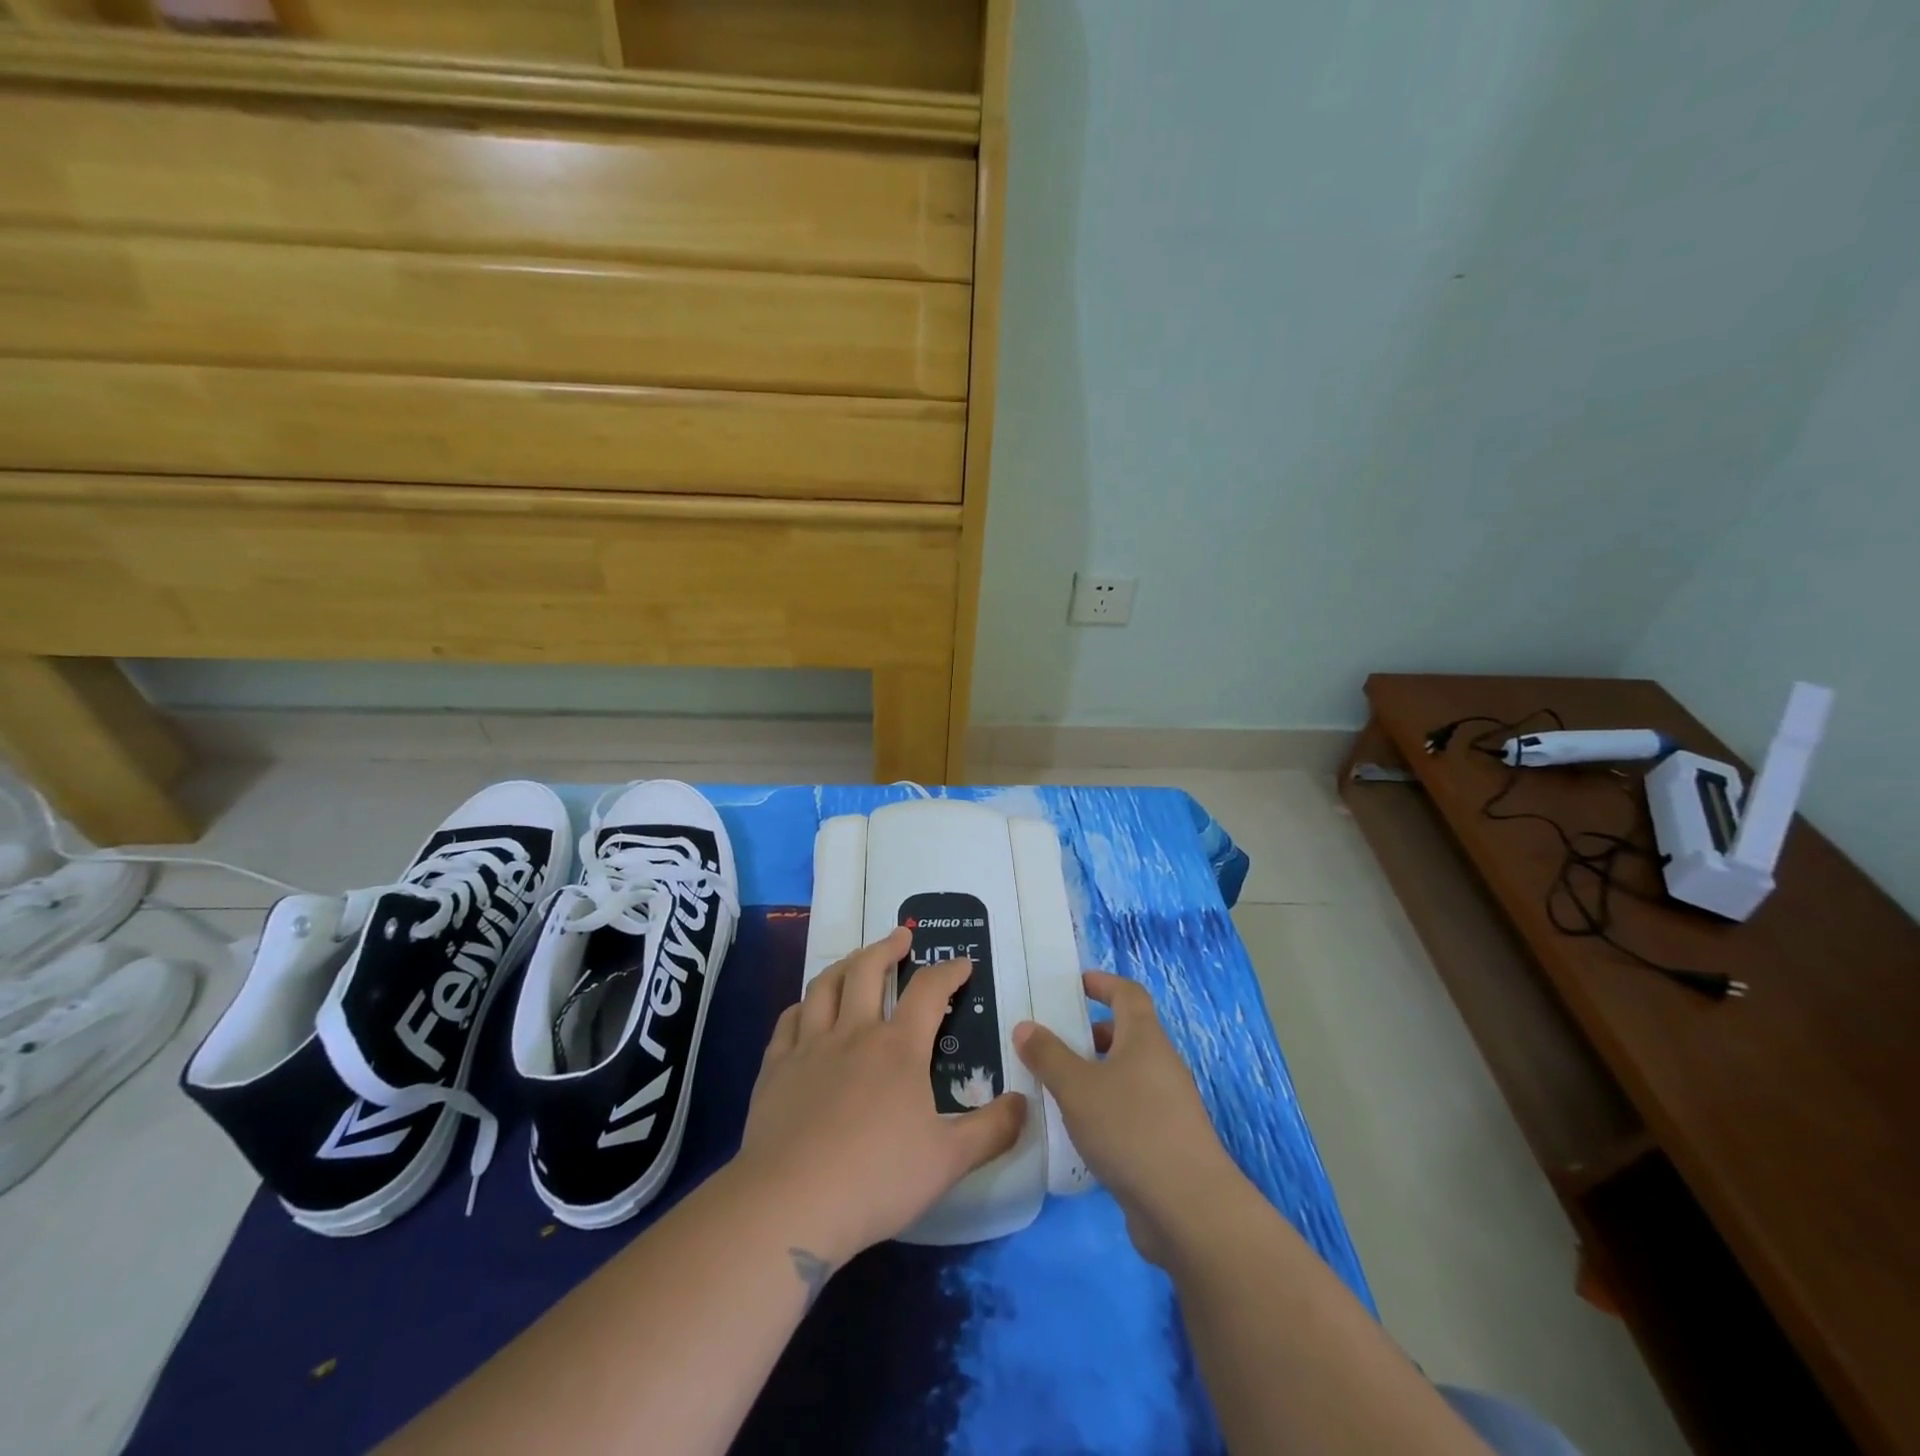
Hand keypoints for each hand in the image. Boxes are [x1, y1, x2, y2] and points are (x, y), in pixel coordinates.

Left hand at [736, 927, 1026, 1268]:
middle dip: (888, 947)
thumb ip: (992, 1130)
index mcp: (899, 1048)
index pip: (929, 991)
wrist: (790, 1203)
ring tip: (856, 958)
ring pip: (825, 986)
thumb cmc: (877, 1179)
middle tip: (901, 936)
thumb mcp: (949, 1161)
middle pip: (868, 970)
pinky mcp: (775, 1068)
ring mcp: (809, 1047)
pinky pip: (789, 1020)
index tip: (963, 963)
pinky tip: (807, 1009)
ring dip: (845, 964)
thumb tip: (1024, 1103)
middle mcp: (854, 1033)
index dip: (949, 971)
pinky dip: (803, 1005)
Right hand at [1015, 972, 1240, 1265]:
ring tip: (1055, 1088)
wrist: (1189, 1209)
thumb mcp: (1077, 1087)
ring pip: (1126, 1076)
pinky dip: (1103, 1109)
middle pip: (1126, 1035)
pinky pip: (1129, 1111)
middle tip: (1052, 1042)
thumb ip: (1048, 1055)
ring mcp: (1168, 1106)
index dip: (1103, 983)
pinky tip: (1077, 1132)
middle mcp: (1161, 1065)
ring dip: (1094, 1075)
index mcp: (1144, 1039)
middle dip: (1090, 1035)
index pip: (1128, 994)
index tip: (1076, 983)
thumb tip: (1025, 1026)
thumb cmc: (1131, 1129)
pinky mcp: (1166, 1144)